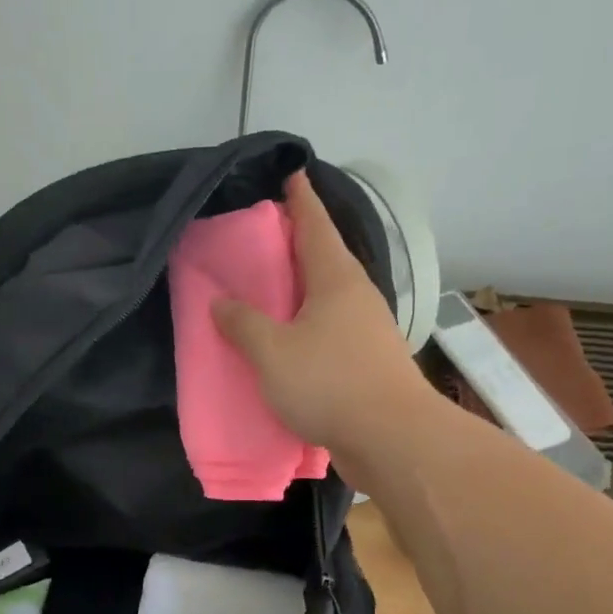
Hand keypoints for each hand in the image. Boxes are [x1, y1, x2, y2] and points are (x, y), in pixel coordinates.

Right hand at [213, 169, 430, 456]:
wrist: (392, 438)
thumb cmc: (329, 383)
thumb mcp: (272, 352)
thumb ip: (243, 324)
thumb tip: (220, 302)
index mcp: (336, 279)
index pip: (315, 224)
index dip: (300, 199)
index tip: (290, 174)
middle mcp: (356, 297)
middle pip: (324, 259)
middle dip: (296, 245)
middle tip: (261, 239)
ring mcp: (367, 331)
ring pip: (327, 299)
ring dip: (301, 292)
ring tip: (268, 292)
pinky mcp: (368, 363)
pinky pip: (330, 332)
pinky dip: (307, 328)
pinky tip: (288, 342)